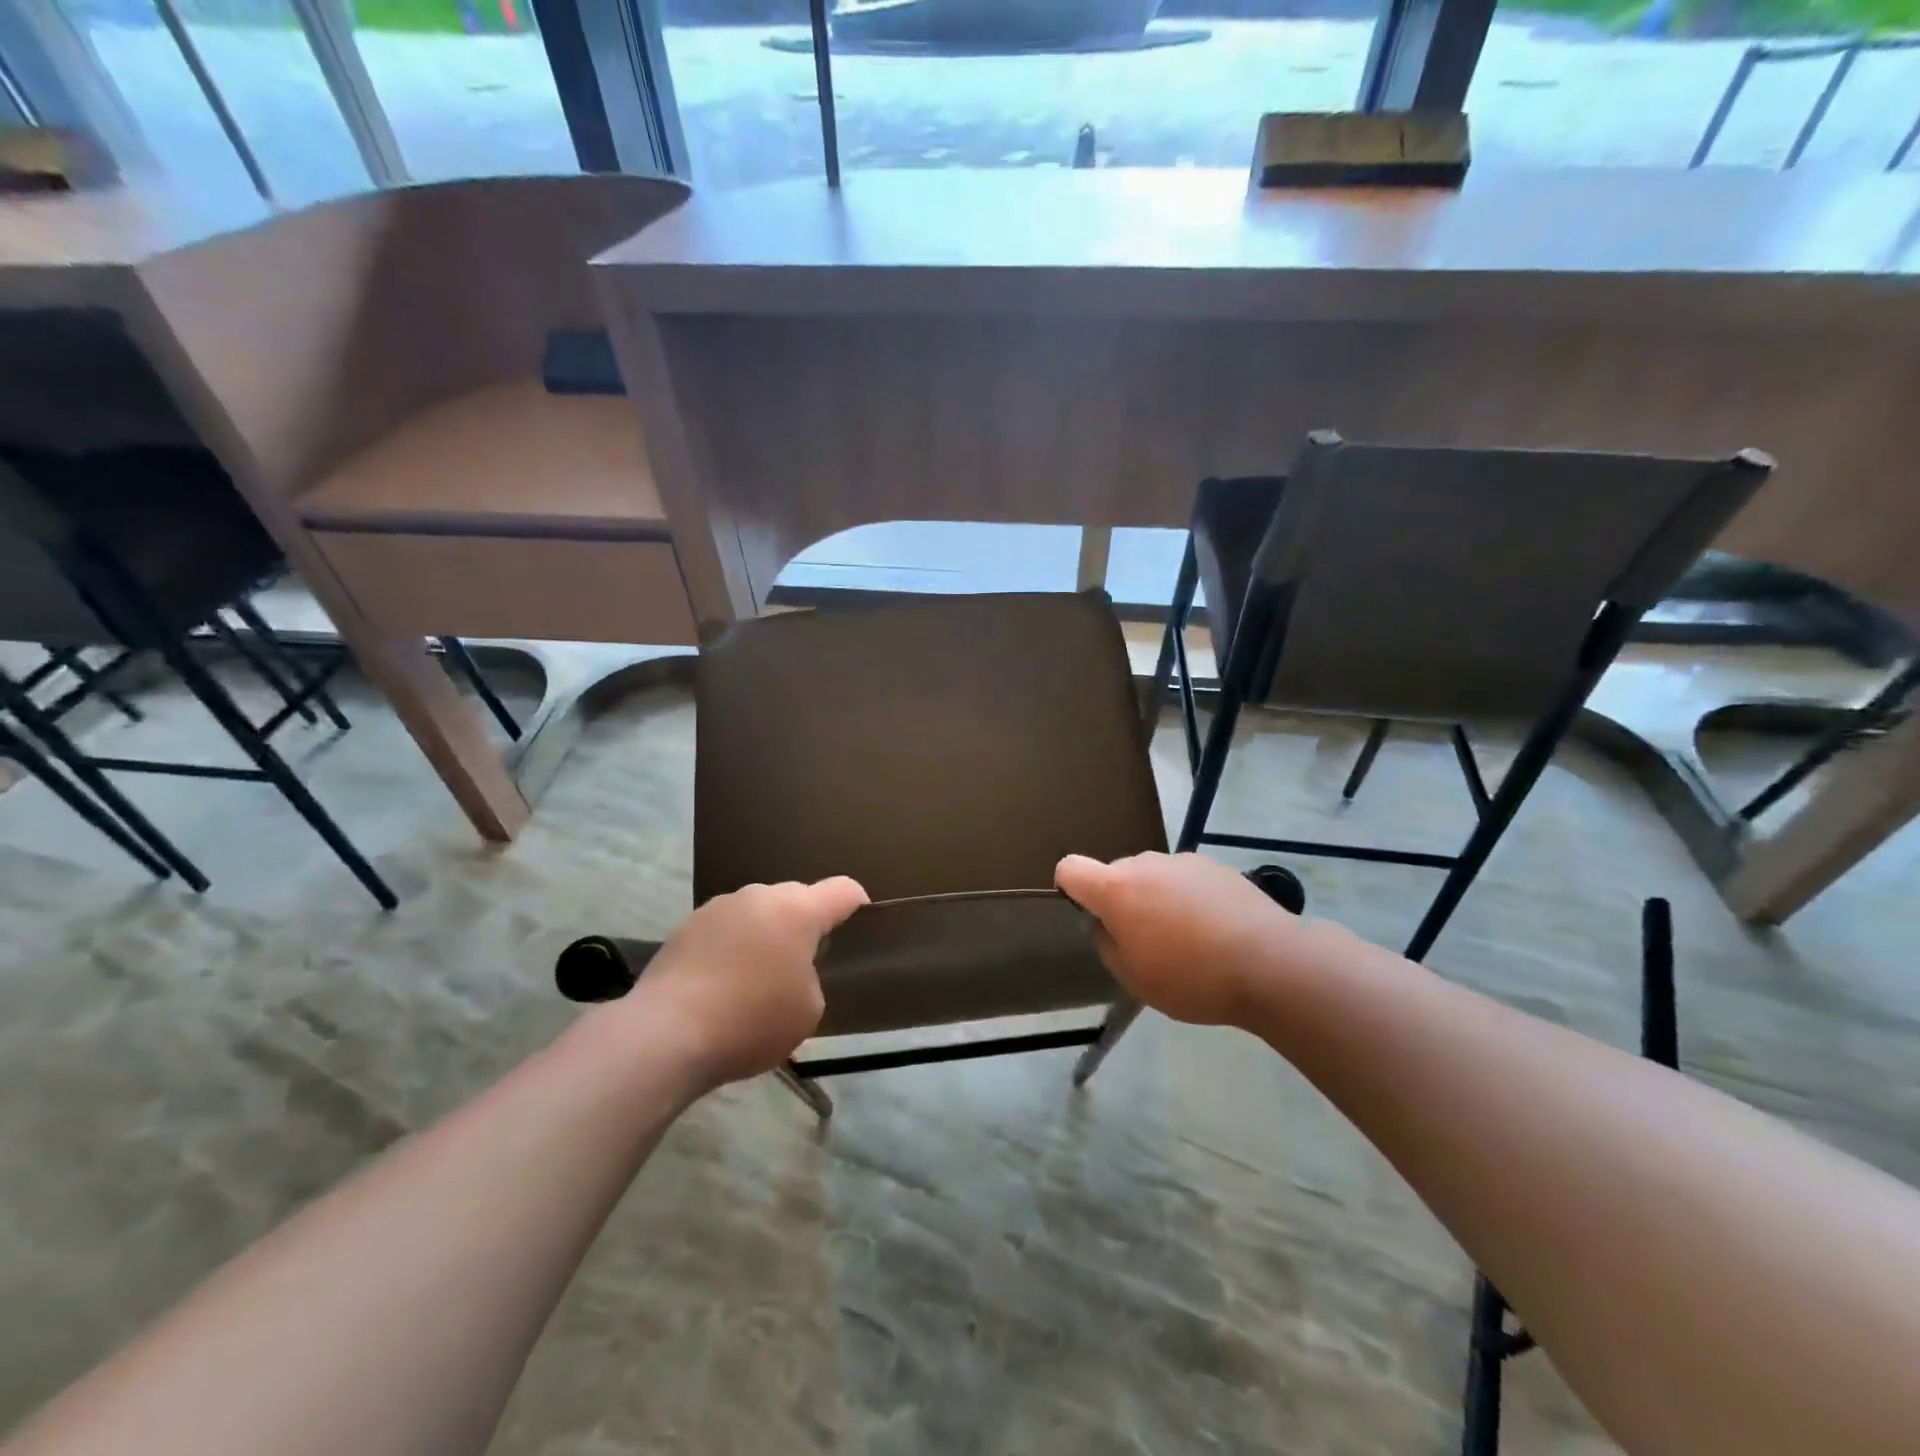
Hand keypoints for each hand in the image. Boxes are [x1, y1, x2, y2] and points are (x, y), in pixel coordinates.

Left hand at [618, 878, 868, 1089]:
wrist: (665, 1034)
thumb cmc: (750, 1021)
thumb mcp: (808, 1010)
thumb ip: (812, 977)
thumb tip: (791, 969)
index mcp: (798, 910)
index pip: (843, 890)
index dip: (857, 905)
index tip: (859, 927)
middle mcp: (760, 896)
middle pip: (797, 899)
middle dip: (805, 925)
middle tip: (802, 966)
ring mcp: (719, 907)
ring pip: (758, 912)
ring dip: (766, 934)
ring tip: (756, 977)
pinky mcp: (687, 925)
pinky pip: (726, 928)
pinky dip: (733, 947)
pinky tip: (722, 984)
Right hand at [1056, 852, 1316, 1026]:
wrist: (1270, 963)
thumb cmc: (1191, 978)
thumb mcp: (1134, 978)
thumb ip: (1107, 944)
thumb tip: (1104, 923)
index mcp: (1116, 888)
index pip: (1070, 868)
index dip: (1070, 888)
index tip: (1090, 915)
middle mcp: (1145, 863)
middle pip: (1116, 874)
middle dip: (1122, 901)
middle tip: (1146, 942)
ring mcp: (1183, 861)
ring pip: (1153, 876)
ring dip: (1157, 899)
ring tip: (1188, 940)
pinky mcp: (1216, 866)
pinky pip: (1186, 879)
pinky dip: (1189, 898)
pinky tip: (1216, 931)